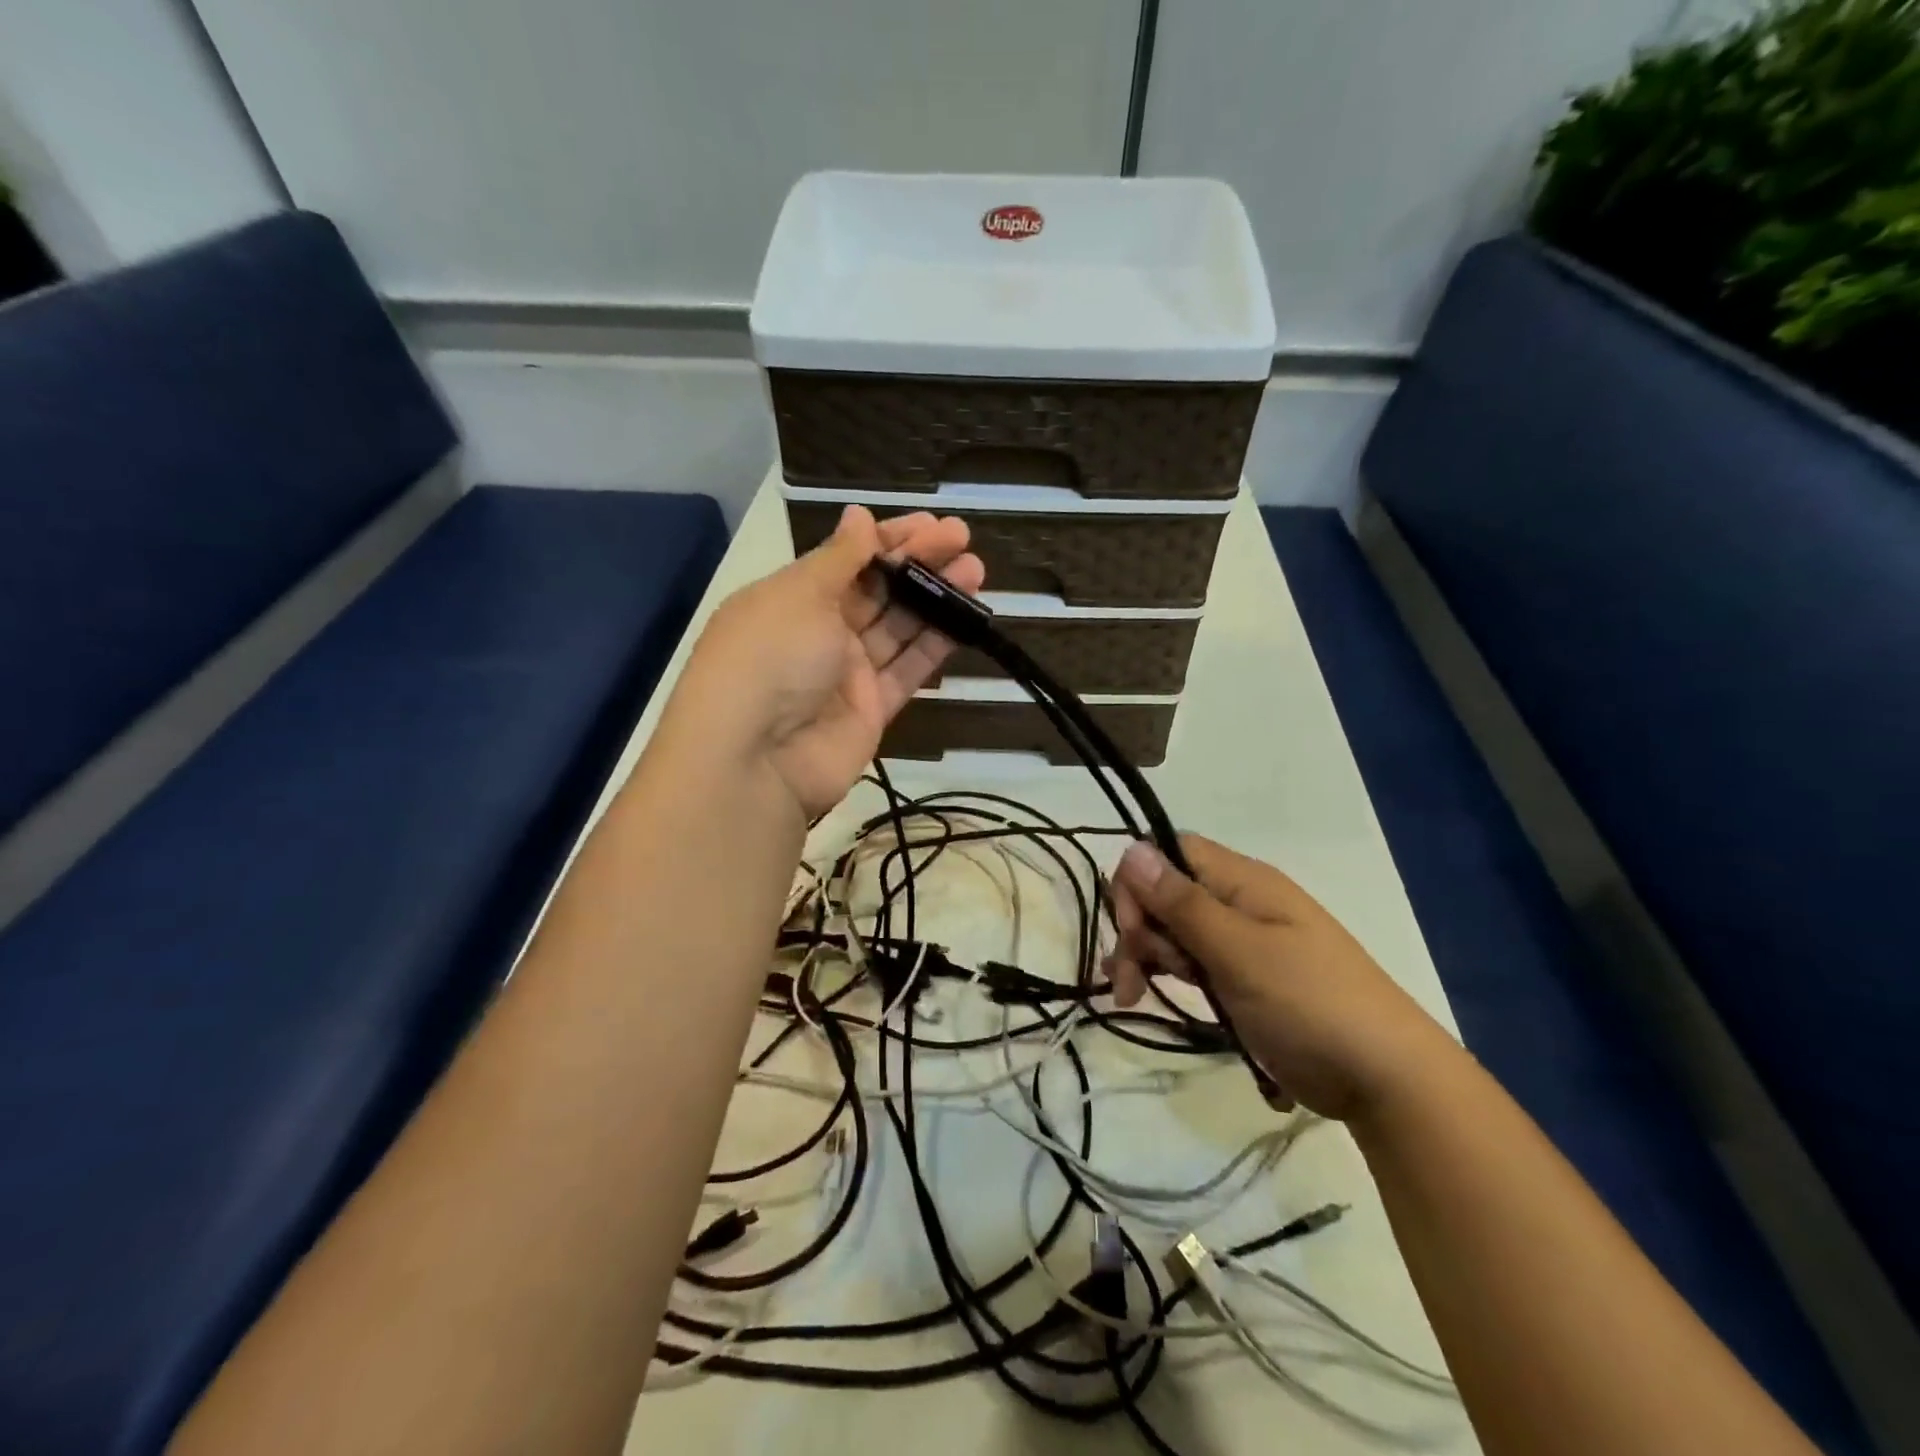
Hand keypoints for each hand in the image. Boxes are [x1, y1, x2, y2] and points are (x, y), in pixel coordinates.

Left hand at [666, 505, 983, 818]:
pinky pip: (908, 669)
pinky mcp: (873, 709)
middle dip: (919, 563)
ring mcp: (847, 673)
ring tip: (976, 570)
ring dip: (936, 598)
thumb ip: (839, 557)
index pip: (847, 559)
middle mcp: (820, 632)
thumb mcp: (800, 594)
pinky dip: (935, 644)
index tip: (931, 523)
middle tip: (962, 539)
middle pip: (878, 590)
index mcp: (793, 598)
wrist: (755, 760)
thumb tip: (859, 515)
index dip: (889, 539)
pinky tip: (966, 618)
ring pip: (899, 627)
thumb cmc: (770, 657)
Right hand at [1105, 835, 1456, 1121]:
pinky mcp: (1242, 978)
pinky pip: (1192, 961)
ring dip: (1147, 956)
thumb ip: (1182, 903)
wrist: (1386, 1079)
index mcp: (1243, 880)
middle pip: (1166, 893)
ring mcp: (1241, 941)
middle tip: (1132, 979)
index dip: (1139, 881)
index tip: (1130, 929)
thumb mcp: (1238, 951)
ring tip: (1136, 997)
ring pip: (1174, 930)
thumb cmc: (1310, 1003)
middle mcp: (1239, 901)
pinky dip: (1167, 974)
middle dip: (1138, 929)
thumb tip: (1131, 850)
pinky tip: (1145, 995)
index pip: (1170, 851)